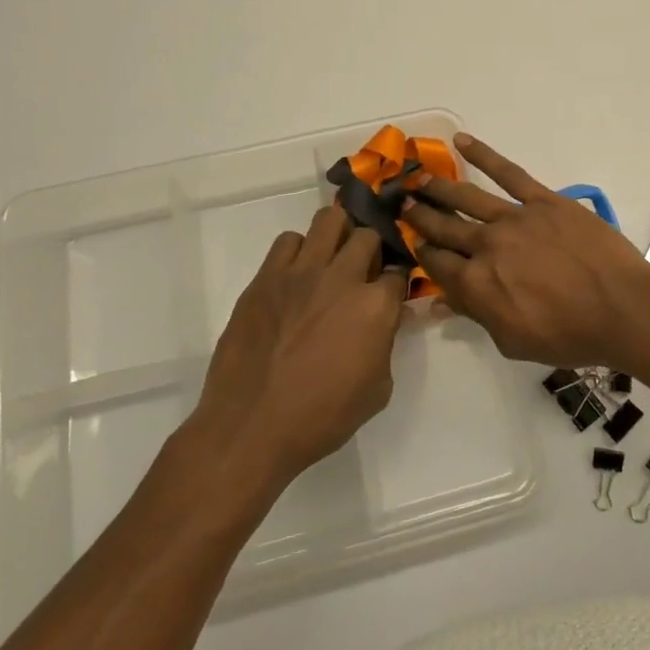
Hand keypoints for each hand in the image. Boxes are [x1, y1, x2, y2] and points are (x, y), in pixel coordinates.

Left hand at [187, 207, 407, 487]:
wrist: (251, 429)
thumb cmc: (322, 418)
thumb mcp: (377, 389)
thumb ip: (386, 345)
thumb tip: (386, 320)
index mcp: (375, 307)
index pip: (399, 274)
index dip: (397, 283)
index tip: (391, 292)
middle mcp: (342, 279)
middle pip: (367, 236)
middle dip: (372, 250)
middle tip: (363, 271)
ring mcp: (300, 274)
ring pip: (328, 220)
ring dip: (338, 235)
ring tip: (332, 259)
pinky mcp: (265, 279)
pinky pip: (287, 241)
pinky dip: (299, 250)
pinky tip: (297, 275)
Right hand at [403, 134, 649, 369]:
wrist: (619, 307)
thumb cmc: (568, 335)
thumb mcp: (513, 341)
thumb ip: (476, 316)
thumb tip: (441, 303)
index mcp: (476, 284)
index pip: (436, 265)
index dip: (421, 254)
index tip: (412, 243)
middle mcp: (486, 245)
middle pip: (444, 228)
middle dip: (420, 216)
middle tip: (402, 203)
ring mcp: (515, 218)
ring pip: (467, 197)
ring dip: (439, 187)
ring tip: (419, 178)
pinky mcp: (543, 200)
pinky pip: (508, 173)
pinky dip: (484, 155)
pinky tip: (462, 141)